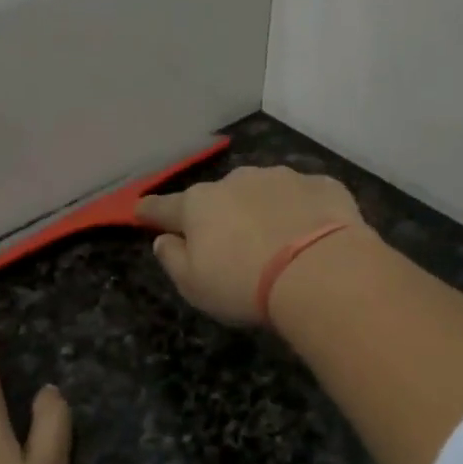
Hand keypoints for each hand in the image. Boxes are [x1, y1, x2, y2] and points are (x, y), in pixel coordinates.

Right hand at [136, 165, 365, 326]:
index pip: (164, 207)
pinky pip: (302, 198)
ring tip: (276, 242)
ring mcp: (281, 177)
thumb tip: (164, 239)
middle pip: (218, 198)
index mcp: (199, 205)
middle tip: (230, 246)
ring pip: (262, 192)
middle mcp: (236, 181)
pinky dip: (301, 212)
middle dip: (219, 215)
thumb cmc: (244, 284)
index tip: (140, 211)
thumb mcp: (193, 285)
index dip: (150, 211)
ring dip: (261, 210)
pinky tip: (311, 236)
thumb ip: (172, 259)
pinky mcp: (321, 185)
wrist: (321, 272)